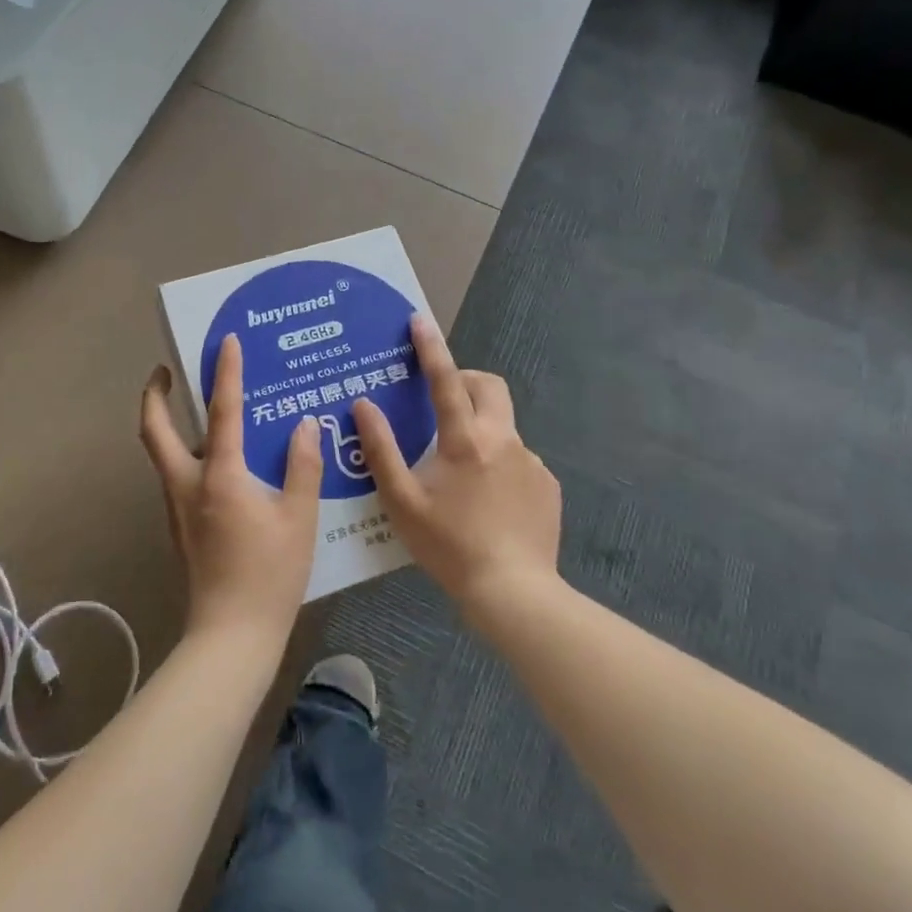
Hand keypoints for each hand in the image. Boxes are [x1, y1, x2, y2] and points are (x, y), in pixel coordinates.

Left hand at [140, 335, 324, 646]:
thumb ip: (302, 468)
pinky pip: (176, 475)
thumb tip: (304, 427)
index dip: (225, 373)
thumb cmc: (269, 576)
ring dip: (167, 423)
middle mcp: (188, 484)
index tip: (227, 342)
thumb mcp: (298, 520)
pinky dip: (185, 452)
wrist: (230, 636)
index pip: (222, 412)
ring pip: (161, 453)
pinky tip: (218, 460)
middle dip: (155, 395)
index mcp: (220, 477)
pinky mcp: (180, 526)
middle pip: (155, 430)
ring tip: (195, 407)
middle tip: (167, 372)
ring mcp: (178, 507)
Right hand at [352, 315, 560, 618]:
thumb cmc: (449, 545)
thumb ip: (381, 449)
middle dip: (466, 380)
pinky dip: (498, 463)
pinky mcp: (547, 486)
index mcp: (465, 440)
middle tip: (442, 401)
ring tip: (459, 471)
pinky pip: (518, 459)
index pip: (445, 380)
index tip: (419, 320)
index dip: (430, 348)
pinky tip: (487, 501)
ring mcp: (531, 462)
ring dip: (480, 429)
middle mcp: (503, 440)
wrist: (513, 592)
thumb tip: (364, 404)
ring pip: (503, 426)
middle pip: (489, 387)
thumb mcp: (402, 501)